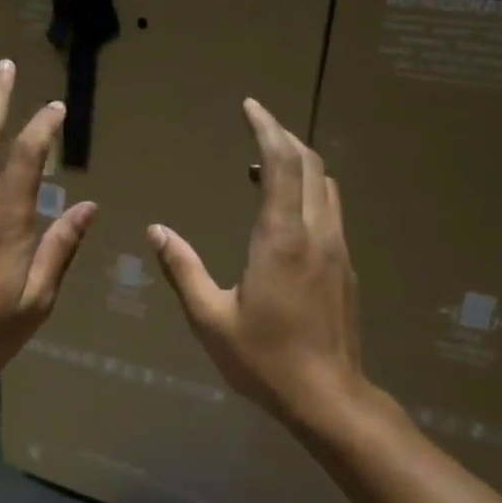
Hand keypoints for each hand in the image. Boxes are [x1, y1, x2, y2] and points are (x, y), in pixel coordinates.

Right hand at [149, 98, 365, 428]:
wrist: (327, 396)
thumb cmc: (263, 359)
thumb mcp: (210, 318)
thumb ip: (183, 270)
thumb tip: (156, 231)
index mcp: (281, 239)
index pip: (282, 164)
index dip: (266, 128)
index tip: (250, 106)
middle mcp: (316, 233)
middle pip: (310, 164)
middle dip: (283, 136)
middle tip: (256, 124)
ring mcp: (337, 249)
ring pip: (326, 186)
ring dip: (299, 163)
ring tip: (264, 164)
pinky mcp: (345, 267)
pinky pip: (330, 209)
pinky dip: (308, 190)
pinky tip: (284, 211)